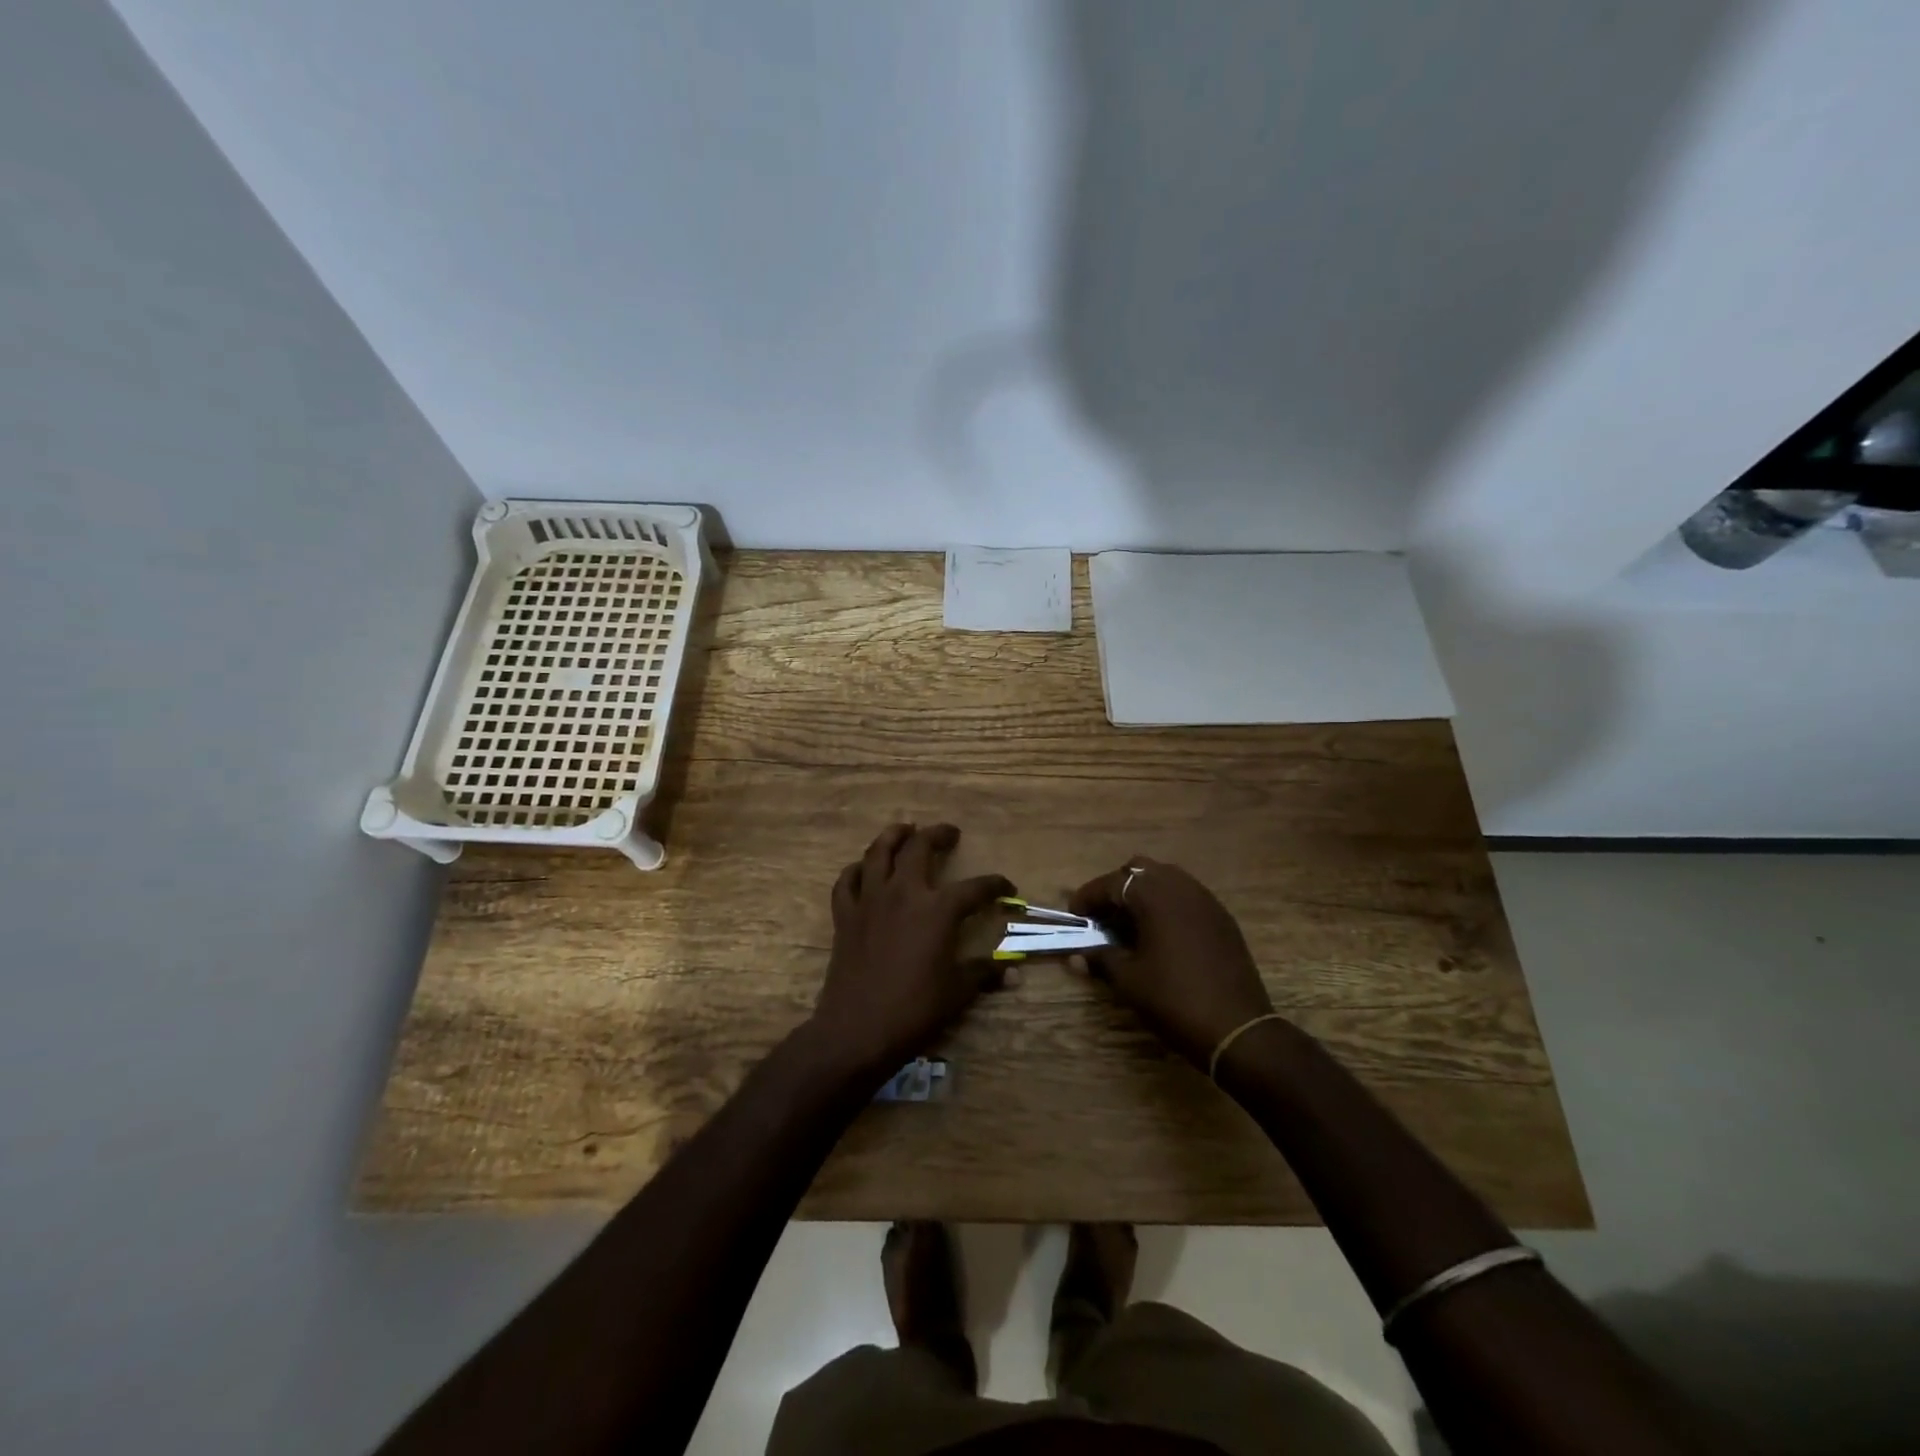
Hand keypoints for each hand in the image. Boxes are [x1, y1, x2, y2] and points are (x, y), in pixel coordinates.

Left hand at [807, 823, 1013, 1081]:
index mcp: (938, 909)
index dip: (995, 885)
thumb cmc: (914, 1010)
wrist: (857, 1030)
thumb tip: (1012, 973)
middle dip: (938, 834)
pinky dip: (856, 870)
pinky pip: (846, 881)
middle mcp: (904, 893)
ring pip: (878, 852)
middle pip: (920, 847)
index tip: (1007, 887)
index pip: (975, 888)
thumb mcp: (957, 992)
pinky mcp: (845, 915)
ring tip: (905, 829)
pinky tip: (863, 870)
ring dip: (894, 835)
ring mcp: (870, 900)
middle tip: (950, 833)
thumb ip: (983, 973)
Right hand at [1069, 857, 1276, 1069]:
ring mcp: (1206, 899)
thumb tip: (1077, 954)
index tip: (1075, 916)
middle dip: (1117, 889)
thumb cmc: (1174, 999)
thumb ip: (1101, 958)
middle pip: (1139, 871)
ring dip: (1143, 894)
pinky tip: (1161, 936)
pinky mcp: (1222, 917)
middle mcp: (1180, 886)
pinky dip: (1167, 906)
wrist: (1238, 1028)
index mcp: (1154, 895)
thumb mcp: (1129, 980)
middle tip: (1103, 918)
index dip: (1088, 898)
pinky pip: (1186, 896)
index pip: (1111, 883)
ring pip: (1166, 879)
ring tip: (1130, 926)